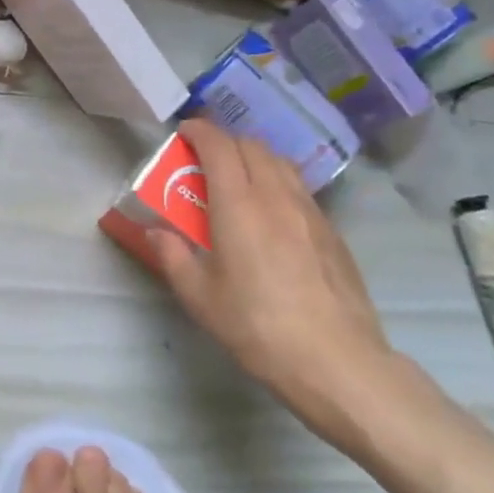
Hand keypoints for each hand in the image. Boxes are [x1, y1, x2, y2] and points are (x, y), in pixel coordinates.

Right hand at [145, 119, 410, 450]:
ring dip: (254, 157)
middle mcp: (276, 195)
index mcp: (239, 204)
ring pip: (280, 162)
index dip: (199, 131)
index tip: (183, 134)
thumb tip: (157, 231)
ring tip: (238, 180)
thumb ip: (173, 255)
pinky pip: (299, 187)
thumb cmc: (257, 327)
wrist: (336, 361)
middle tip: (205, 161)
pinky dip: (277, 181)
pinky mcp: (332, 231)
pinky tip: (271, 213)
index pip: (219, 145)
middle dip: (225, 142)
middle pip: (251, 145)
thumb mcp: (200, 297)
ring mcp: (310, 211)